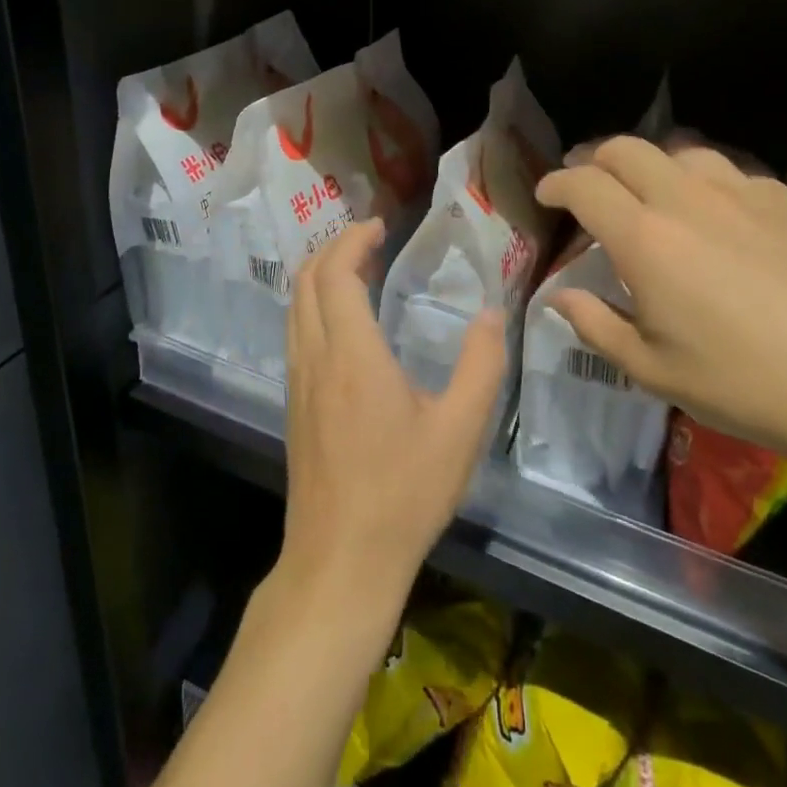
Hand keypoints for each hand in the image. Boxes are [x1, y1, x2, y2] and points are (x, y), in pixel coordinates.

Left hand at [277, 219, 505, 620]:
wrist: (340, 560)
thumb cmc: (403, 494)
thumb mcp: (459, 431)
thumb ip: (481, 366)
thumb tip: (491, 313)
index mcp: (352, 354)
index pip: (336, 274)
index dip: (353, 240)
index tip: (379, 226)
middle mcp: (315, 356)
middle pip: (307, 280)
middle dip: (333, 247)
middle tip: (369, 239)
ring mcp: (298, 381)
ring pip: (295, 305)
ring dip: (320, 275)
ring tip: (356, 268)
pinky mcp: (294, 403)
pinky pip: (296, 331)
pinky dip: (314, 304)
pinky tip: (343, 321)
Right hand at [534, 137, 786, 465]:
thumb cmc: (744, 383)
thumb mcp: (653, 370)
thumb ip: (596, 325)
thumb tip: (560, 296)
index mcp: (644, 237)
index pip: (582, 184)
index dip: (555, 183)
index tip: (546, 196)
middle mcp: (686, 198)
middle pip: (625, 148)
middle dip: (594, 159)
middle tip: (588, 184)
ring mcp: (741, 192)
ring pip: (680, 151)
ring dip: (651, 164)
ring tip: (650, 192)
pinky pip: (730, 172)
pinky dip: (704, 182)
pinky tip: (717, 213)